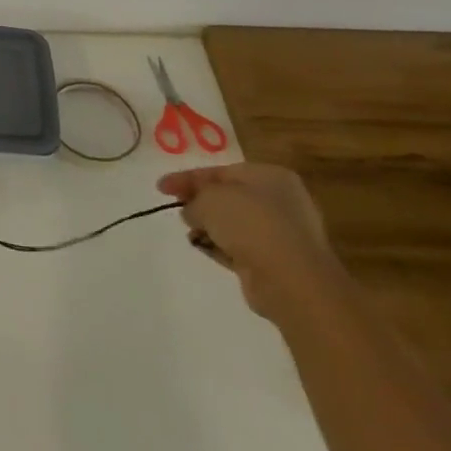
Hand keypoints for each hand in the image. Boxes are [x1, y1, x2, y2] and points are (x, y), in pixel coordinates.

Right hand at [156, 163, 340, 323]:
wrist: (289, 278)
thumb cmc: (249, 223)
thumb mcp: (209, 198)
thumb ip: (194, 198)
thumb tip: (192, 211)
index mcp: (270, 176)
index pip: (220, 172)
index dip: (187, 178)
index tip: (160, 188)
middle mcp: (280, 201)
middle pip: (228, 197)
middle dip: (200, 202)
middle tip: (176, 207)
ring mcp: (281, 233)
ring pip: (234, 224)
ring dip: (209, 226)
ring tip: (190, 232)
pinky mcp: (276, 261)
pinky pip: (240, 248)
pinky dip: (220, 246)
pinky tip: (203, 247)